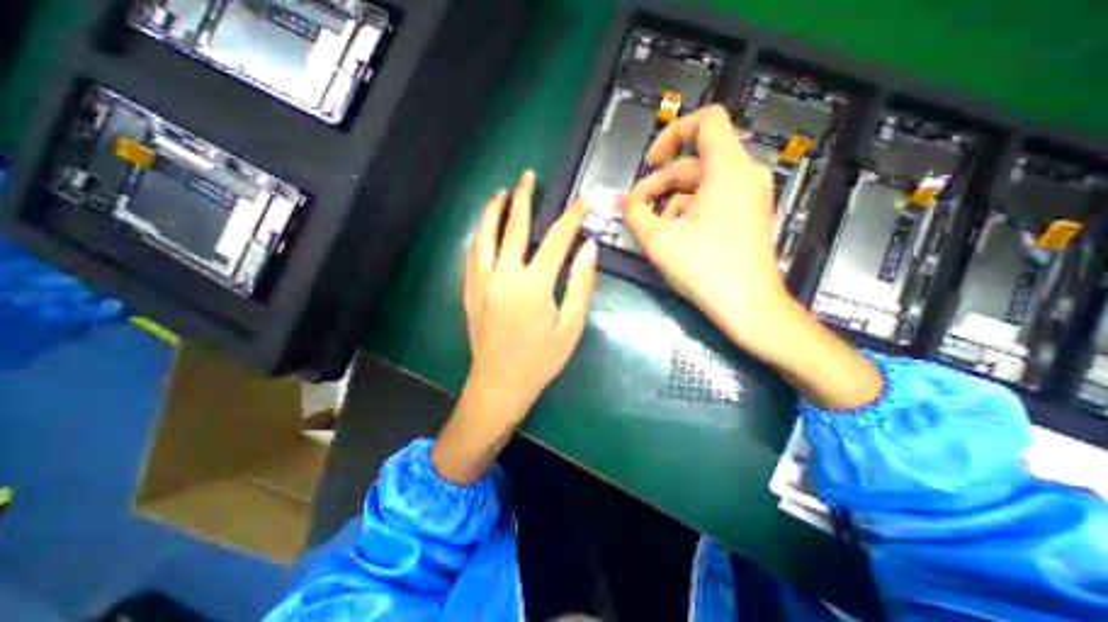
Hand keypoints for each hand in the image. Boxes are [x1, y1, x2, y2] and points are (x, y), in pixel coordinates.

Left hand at [429, 169, 596, 484]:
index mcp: (533, 284)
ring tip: (501, 193)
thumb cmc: (540, 360)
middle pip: (513, 227)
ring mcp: (482, 281)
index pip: (557, 239)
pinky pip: (473, 254)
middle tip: (528, 176)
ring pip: (484, 235)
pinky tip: (484, 229)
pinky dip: (479, 235)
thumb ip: (580, 284)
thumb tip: (589, 248)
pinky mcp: (470, 291)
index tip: (583, 198)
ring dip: (493, 211)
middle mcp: (504, 275)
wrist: (499, 385)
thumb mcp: (570, 326)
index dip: (572, 216)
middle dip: (524, 199)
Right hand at [620, 104, 878, 411]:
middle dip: (659, 184)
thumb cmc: (705, 269)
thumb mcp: (659, 240)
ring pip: (700, 185)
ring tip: (653, 230)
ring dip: (670, 203)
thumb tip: (624, 202)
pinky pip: (713, 201)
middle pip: (694, 162)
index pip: (707, 120)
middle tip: (635, 210)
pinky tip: (674, 238)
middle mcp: (744, 175)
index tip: (651, 163)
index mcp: (728, 169)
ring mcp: (749, 197)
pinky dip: (689, 212)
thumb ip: (635, 214)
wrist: (748, 307)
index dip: (673, 133)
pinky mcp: (748, 216)